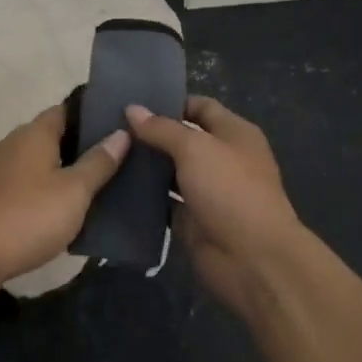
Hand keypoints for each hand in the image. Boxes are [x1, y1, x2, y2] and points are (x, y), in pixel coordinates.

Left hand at [0, 105, 129, 286]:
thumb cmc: (29, 216)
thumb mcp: (74, 191)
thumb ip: (99, 162)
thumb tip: (121, 132)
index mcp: (34, 133)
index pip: (65, 110)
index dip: (90, 115)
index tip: (117, 124)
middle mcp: (13, 143)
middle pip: (51, 135)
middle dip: (79, 145)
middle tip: (114, 158)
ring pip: (37, 161)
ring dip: (61, 170)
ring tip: (94, 184)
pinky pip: (25, 183)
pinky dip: (43, 189)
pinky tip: (60, 208)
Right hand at [125, 96, 305, 313]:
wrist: (253, 259)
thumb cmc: (230, 190)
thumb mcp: (195, 148)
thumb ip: (162, 129)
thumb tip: (132, 109)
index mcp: (234, 133)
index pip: (200, 107)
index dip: (170, 102)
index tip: (133, 102)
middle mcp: (222, 158)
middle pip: (183, 139)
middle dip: (151, 134)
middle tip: (111, 127)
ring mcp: (208, 191)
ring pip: (171, 171)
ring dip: (146, 165)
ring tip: (109, 153)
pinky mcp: (194, 219)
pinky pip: (165, 202)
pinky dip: (146, 195)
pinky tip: (116, 185)